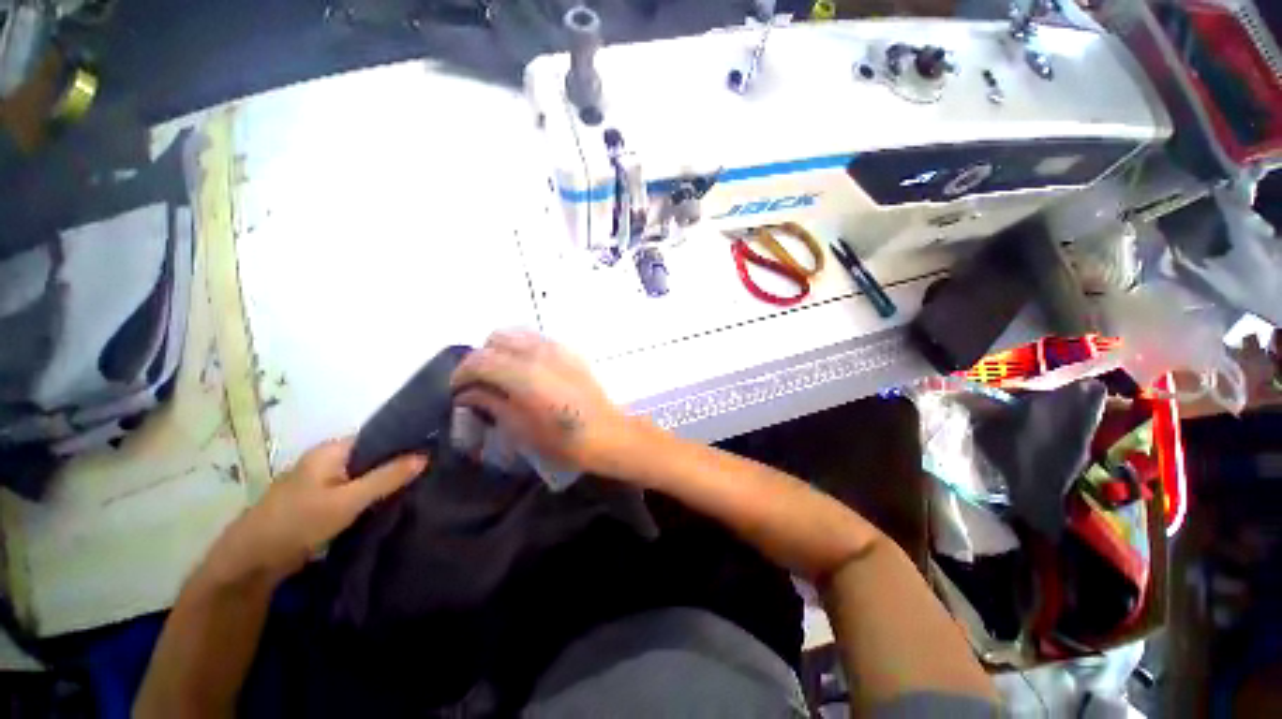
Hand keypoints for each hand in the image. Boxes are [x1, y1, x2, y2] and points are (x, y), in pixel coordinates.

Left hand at [208, 439, 426, 584]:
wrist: (250, 562)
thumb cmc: (298, 522)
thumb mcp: (348, 500)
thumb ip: (387, 477)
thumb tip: (425, 456)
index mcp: (330, 450)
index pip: (377, 436)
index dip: (403, 440)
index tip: (432, 449)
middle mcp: (326, 460)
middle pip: (371, 455)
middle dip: (397, 463)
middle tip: (429, 470)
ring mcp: (320, 482)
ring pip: (363, 475)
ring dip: (384, 481)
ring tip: (418, 485)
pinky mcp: (319, 502)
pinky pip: (353, 490)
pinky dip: (370, 495)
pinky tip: (389, 502)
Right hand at [450, 330, 640, 474]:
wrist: (609, 433)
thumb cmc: (565, 440)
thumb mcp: (521, 429)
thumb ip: (491, 403)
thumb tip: (468, 392)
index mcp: (525, 373)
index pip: (479, 360)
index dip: (461, 374)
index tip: (457, 391)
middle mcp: (540, 352)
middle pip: (496, 339)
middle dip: (481, 358)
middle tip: (479, 383)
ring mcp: (558, 348)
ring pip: (517, 335)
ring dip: (502, 350)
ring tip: (502, 376)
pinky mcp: (571, 351)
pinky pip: (537, 340)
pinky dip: (523, 349)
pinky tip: (526, 372)